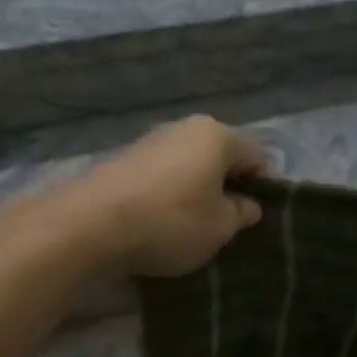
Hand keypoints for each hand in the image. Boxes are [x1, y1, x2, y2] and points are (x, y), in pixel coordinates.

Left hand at [70, 117, 268, 277]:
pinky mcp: (124, 162)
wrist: (91, 223)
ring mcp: (151, 142)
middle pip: (220, 157)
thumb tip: (247, 205)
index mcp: (216, 135)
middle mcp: (184, 129)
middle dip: (229, 187)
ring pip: (190, 166)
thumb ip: (241, 213)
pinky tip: (164, 223)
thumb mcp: (219, 227)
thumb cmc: (170, 221)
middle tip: (231, 224)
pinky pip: (162, 177)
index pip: (257, 154)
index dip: (265, 185)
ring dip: (198, 192)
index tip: (262, 216)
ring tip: (197, 228)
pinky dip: (170, 196)